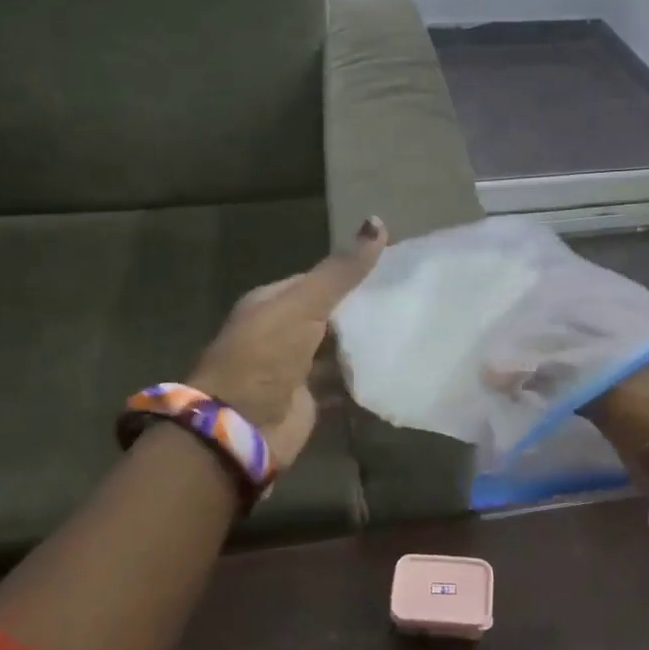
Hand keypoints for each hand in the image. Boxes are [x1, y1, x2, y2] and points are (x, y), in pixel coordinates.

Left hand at [190, 217, 387, 466]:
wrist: (239, 428)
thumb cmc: (265, 355)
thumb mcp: (303, 305)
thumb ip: (341, 271)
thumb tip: (377, 221)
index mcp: (271, 304)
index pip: (316, 281)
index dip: (350, 274)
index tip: (391, 270)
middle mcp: (281, 333)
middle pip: (328, 315)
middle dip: (362, 310)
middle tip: (408, 300)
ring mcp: (294, 369)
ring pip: (336, 350)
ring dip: (364, 346)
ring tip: (408, 332)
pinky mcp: (309, 400)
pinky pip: (342, 385)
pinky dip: (362, 381)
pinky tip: (393, 371)